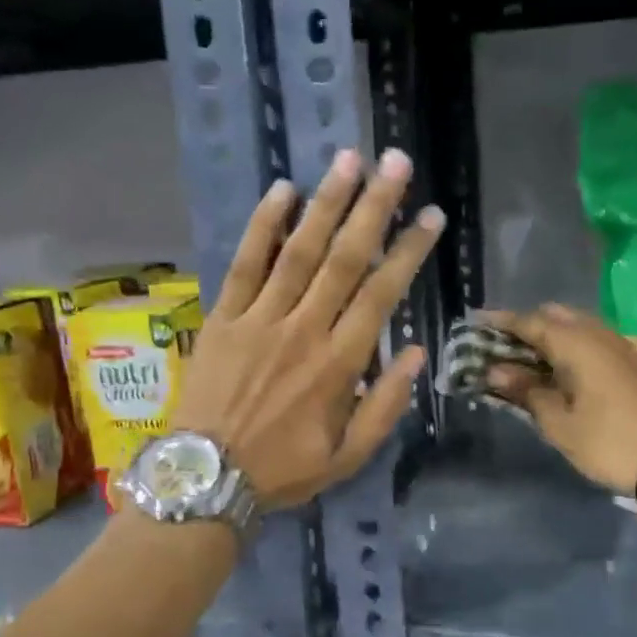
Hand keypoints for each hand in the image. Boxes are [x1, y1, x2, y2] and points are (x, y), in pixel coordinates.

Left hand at [171, 148, 442, 508]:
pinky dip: (262, 226)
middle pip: (344, 259)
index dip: (409, 252)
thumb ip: (386, 406)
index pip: (381, 294)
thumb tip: (417, 353)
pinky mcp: (223, 317)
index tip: (431, 215)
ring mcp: (259, 319)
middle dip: (374, 207)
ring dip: (326, 203)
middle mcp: (303, 330)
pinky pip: (245, 264)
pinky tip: (283, 191)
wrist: (205, 477)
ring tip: (349, 159)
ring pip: (298, 251)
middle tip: (396, 162)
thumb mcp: (348, 457)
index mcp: (339, 364)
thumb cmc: (283, 469)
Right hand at [481, 304, 636, 496]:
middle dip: (526, 326)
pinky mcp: (634, 363)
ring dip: (550, 336)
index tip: (474, 322)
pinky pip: (594, 341)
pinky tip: (561, 370)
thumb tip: (496, 370)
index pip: (529, 322)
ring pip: (578, 327)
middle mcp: (599, 335)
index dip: (500, 322)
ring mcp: (621, 347)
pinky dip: (571, 347)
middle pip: (555, 316)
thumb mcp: (559, 424)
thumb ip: (527, 392)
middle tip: (501, 346)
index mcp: (576, 344)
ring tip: (527, 359)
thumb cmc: (610, 442)